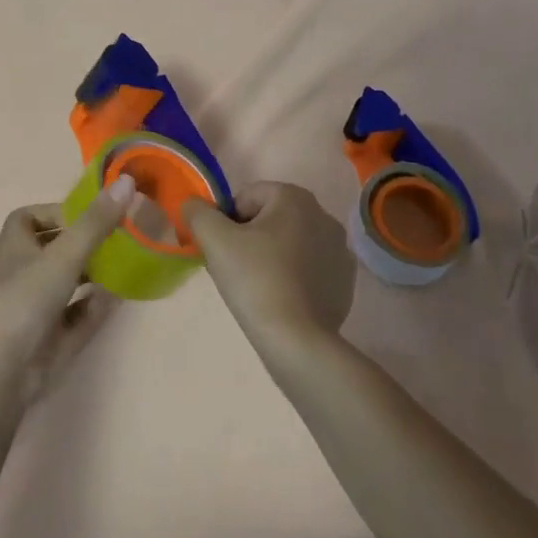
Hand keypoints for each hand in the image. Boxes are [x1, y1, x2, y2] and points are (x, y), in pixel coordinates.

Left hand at [0, 176, 133, 408]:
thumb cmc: (24, 299)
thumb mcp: (64, 254)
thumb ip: (96, 221)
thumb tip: (127, 180)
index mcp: (16, 245)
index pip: (31, 217)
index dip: (58, 213)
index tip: (91, 215)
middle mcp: (22, 272)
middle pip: (53, 250)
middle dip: (84, 244)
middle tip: (118, 238)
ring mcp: (34, 308)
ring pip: (65, 284)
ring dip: (91, 275)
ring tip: (123, 265)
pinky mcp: (47, 339)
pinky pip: (74, 317)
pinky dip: (92, 308)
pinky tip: (113, 302)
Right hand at [184, 182, 354, 366]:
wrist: (297, 340)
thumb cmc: (255, 280)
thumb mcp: (214, 239)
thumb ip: (198, 212)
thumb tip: (192, 204)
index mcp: (295, 198)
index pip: (247, 197)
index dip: (227, 221)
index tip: (222, 249)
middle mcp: (324, 215)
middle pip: (270, 218)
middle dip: (250, 237)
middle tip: (235, 268)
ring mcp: (339, 249)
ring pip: (290, 242)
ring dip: (272, 255)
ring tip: (258, 286)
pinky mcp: (344, 280)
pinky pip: (309, 267)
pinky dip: (293, 276)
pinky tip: (282, 298)